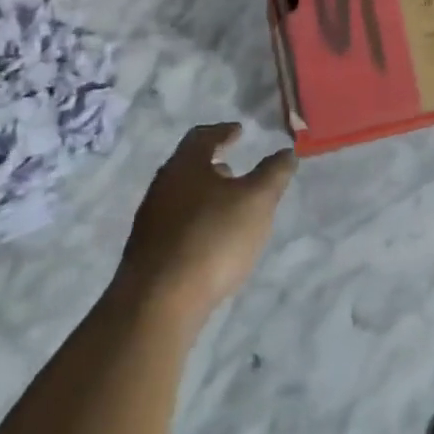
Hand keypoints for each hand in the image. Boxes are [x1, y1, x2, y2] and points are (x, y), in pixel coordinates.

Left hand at [118, 124, 297, 326]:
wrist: (158, 302)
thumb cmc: (213, 238)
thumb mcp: (257, 200)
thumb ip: (274, 173)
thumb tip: (286, 152)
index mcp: (185, 165)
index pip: (202, 136)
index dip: (223, 131)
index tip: (239, 131)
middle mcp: (162, 186)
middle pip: (188, 166)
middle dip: (212, 165)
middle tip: (235, 168)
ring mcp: (150, 221)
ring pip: (181, 196)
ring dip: (204, 194)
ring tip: (228, 206)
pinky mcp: (147, 253)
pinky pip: (175, 224)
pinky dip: (196, 220)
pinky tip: (211, 239)